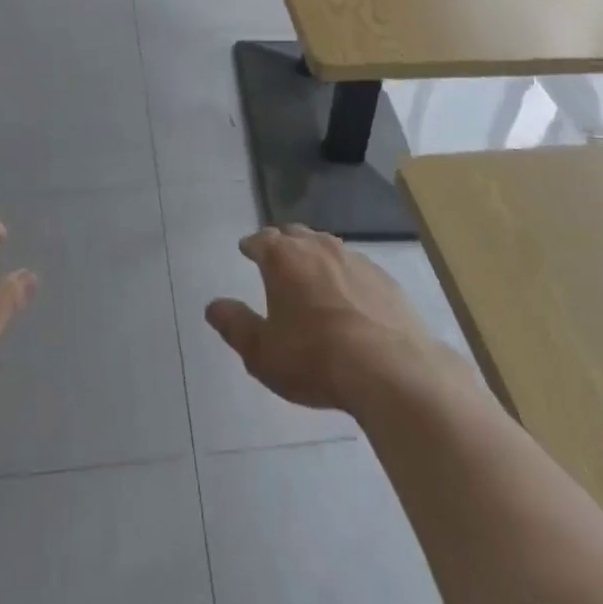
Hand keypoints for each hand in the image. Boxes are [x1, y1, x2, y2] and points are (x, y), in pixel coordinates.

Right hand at [206, 225, 443, 412]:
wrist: (390, 369)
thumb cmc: (314, 358)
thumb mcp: (262, 352)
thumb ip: (235, 326)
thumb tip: (213, 306)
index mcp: (283, 258)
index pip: (261, 240)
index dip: (252, 245)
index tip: (246, 249)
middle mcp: (318, 247)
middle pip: (295, 235)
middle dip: (283, 243)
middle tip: (277, 259)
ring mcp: (355, 259)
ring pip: (327, 247)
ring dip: (315, 256)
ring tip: (312, 275)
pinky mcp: (384, 278)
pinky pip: (356, 268)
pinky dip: (345, 276)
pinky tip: (349, 298)